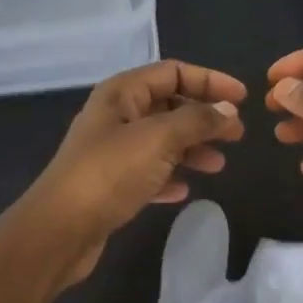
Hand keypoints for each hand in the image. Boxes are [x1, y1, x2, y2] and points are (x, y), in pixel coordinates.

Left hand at [22, 59, 246, 287]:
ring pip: (161, 140)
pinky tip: (183, 190)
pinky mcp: (111, 184)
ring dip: (191, 149)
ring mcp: (111, 151)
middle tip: (237, 135)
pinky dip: (169, 176)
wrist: (60, 230)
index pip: (173, 72)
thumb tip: (227, 110)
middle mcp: (116, 116)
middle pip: (169, 106)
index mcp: (122, 93)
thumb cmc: (110, 173)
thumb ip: (197, 121)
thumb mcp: (159, 139)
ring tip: (218, 165)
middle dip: (204, 118)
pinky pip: (149, 172)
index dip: (210, 81)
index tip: (243, 99)